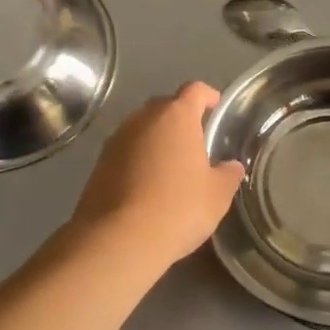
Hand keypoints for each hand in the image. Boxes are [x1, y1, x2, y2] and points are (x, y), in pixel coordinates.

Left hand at [70, 82, 245, 272]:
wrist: (118, 239)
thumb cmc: (178, 208)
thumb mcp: (217, 195)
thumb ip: (228, 174)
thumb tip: (231, 166)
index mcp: (176, 116)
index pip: (195, 90)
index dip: (208, 96)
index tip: (215, 105)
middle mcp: (143, 119)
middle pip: (165, 106)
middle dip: (180, 117)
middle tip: (194, 139)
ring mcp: (116, 140)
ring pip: (141, 128)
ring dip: (156, 139)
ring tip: (170, 164)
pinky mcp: (98, 164)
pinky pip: (125, 151)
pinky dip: (137, 159)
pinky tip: (146, 184)